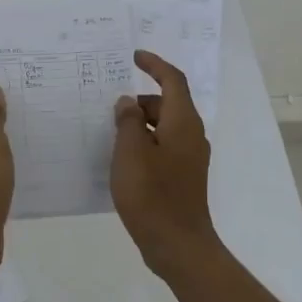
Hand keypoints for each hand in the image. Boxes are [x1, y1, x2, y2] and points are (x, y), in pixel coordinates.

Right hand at [111, 50, 218, 276]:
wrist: (178, 245)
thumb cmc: (152, 195)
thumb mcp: (130, 153)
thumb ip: (127, 122)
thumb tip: (128, 103)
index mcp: (183, 123)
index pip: (173, 81)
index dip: (154, 64)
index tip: (134, 57)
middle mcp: (191, 136)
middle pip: (167, 104)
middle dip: (139, 101)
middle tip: (109, 109)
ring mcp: (189, 158)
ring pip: (163, 127)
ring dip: (139, 124)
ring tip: (110, 134)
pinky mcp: (182, 177)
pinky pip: (162, 147)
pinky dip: (143, 144)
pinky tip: (122, 159)